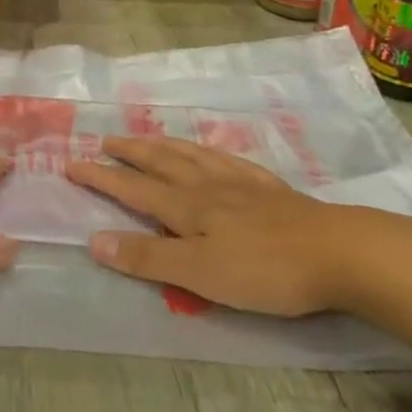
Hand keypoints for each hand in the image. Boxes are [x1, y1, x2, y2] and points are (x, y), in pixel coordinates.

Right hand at [66, 137, 389, 316]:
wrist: (340, 253)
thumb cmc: (265, 270)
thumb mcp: (199, 274)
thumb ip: (147, 257)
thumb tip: (93, 240)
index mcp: (186, 207)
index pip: (132, 188)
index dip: (101, 177)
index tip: (71, 162)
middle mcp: (207, 186)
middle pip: (160, 162)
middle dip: (129, 153)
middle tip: (105, 140)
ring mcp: (240, 182)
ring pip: (191, 155)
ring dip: (163, 145)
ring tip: (147, 138)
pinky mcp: (269, 188)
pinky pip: (228, 158)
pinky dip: (208, 150)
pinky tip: (211, 152)